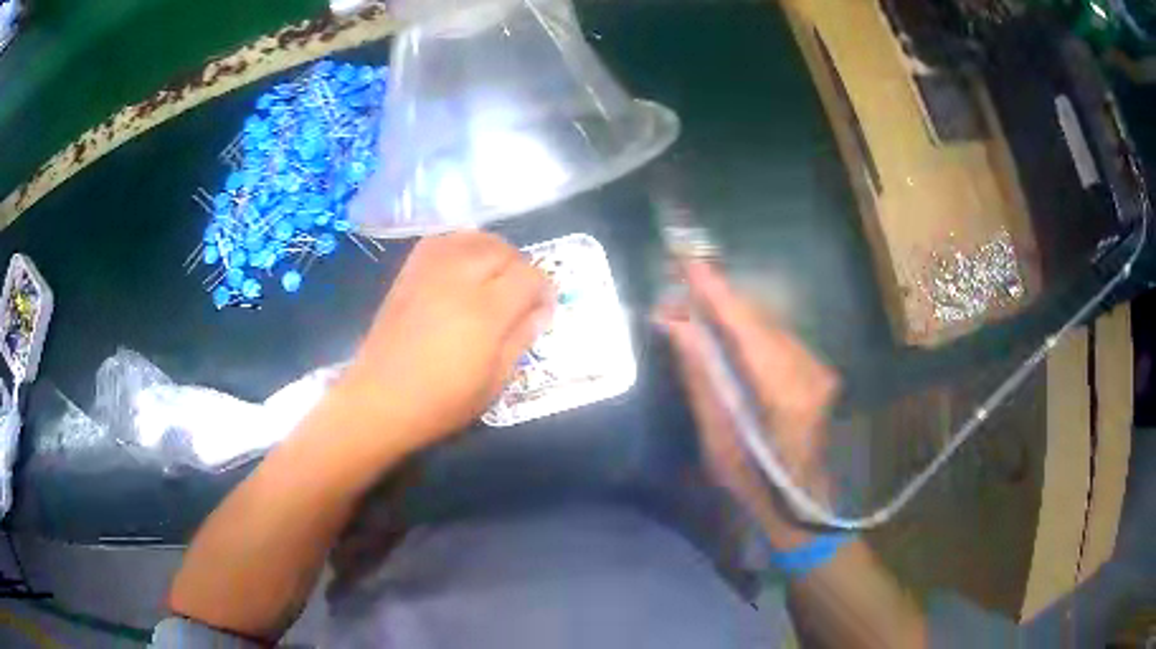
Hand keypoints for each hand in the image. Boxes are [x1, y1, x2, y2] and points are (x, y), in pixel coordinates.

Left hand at [337, 232, 552, 452]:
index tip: (542, 309)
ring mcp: (430, 272)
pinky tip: (462, 267)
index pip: (529, 277)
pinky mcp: (408, 273)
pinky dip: (460, 246)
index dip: (544, 289)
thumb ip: (520, 339)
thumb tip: (540, 312)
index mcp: (485, 312)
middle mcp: (459, 280)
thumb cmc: (441, 402)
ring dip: (492, 251)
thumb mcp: (493, 382)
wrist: (380, 399)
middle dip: (520, 267)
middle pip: (502, 250)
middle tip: (519, 294)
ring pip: (472, 237)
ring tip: (493, 276)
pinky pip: (441, 240)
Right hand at [656, 261, 837, 546]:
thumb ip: (702, 378)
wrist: (802, 504)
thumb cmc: (755, 485)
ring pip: (768, 325)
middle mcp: (810, 371)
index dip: (716, 293)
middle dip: (717, 300)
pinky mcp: (818, 369)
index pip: (748, 329)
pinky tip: (722, 329)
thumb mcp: (718, 440)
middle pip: (759, 321)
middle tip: (675, 287)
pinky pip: (776, 337)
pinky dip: (747, 329)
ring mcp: (819, 368)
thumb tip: (676, 325)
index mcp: (787, 395)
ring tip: (690, 306)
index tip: (686, 260)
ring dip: (730, 314)